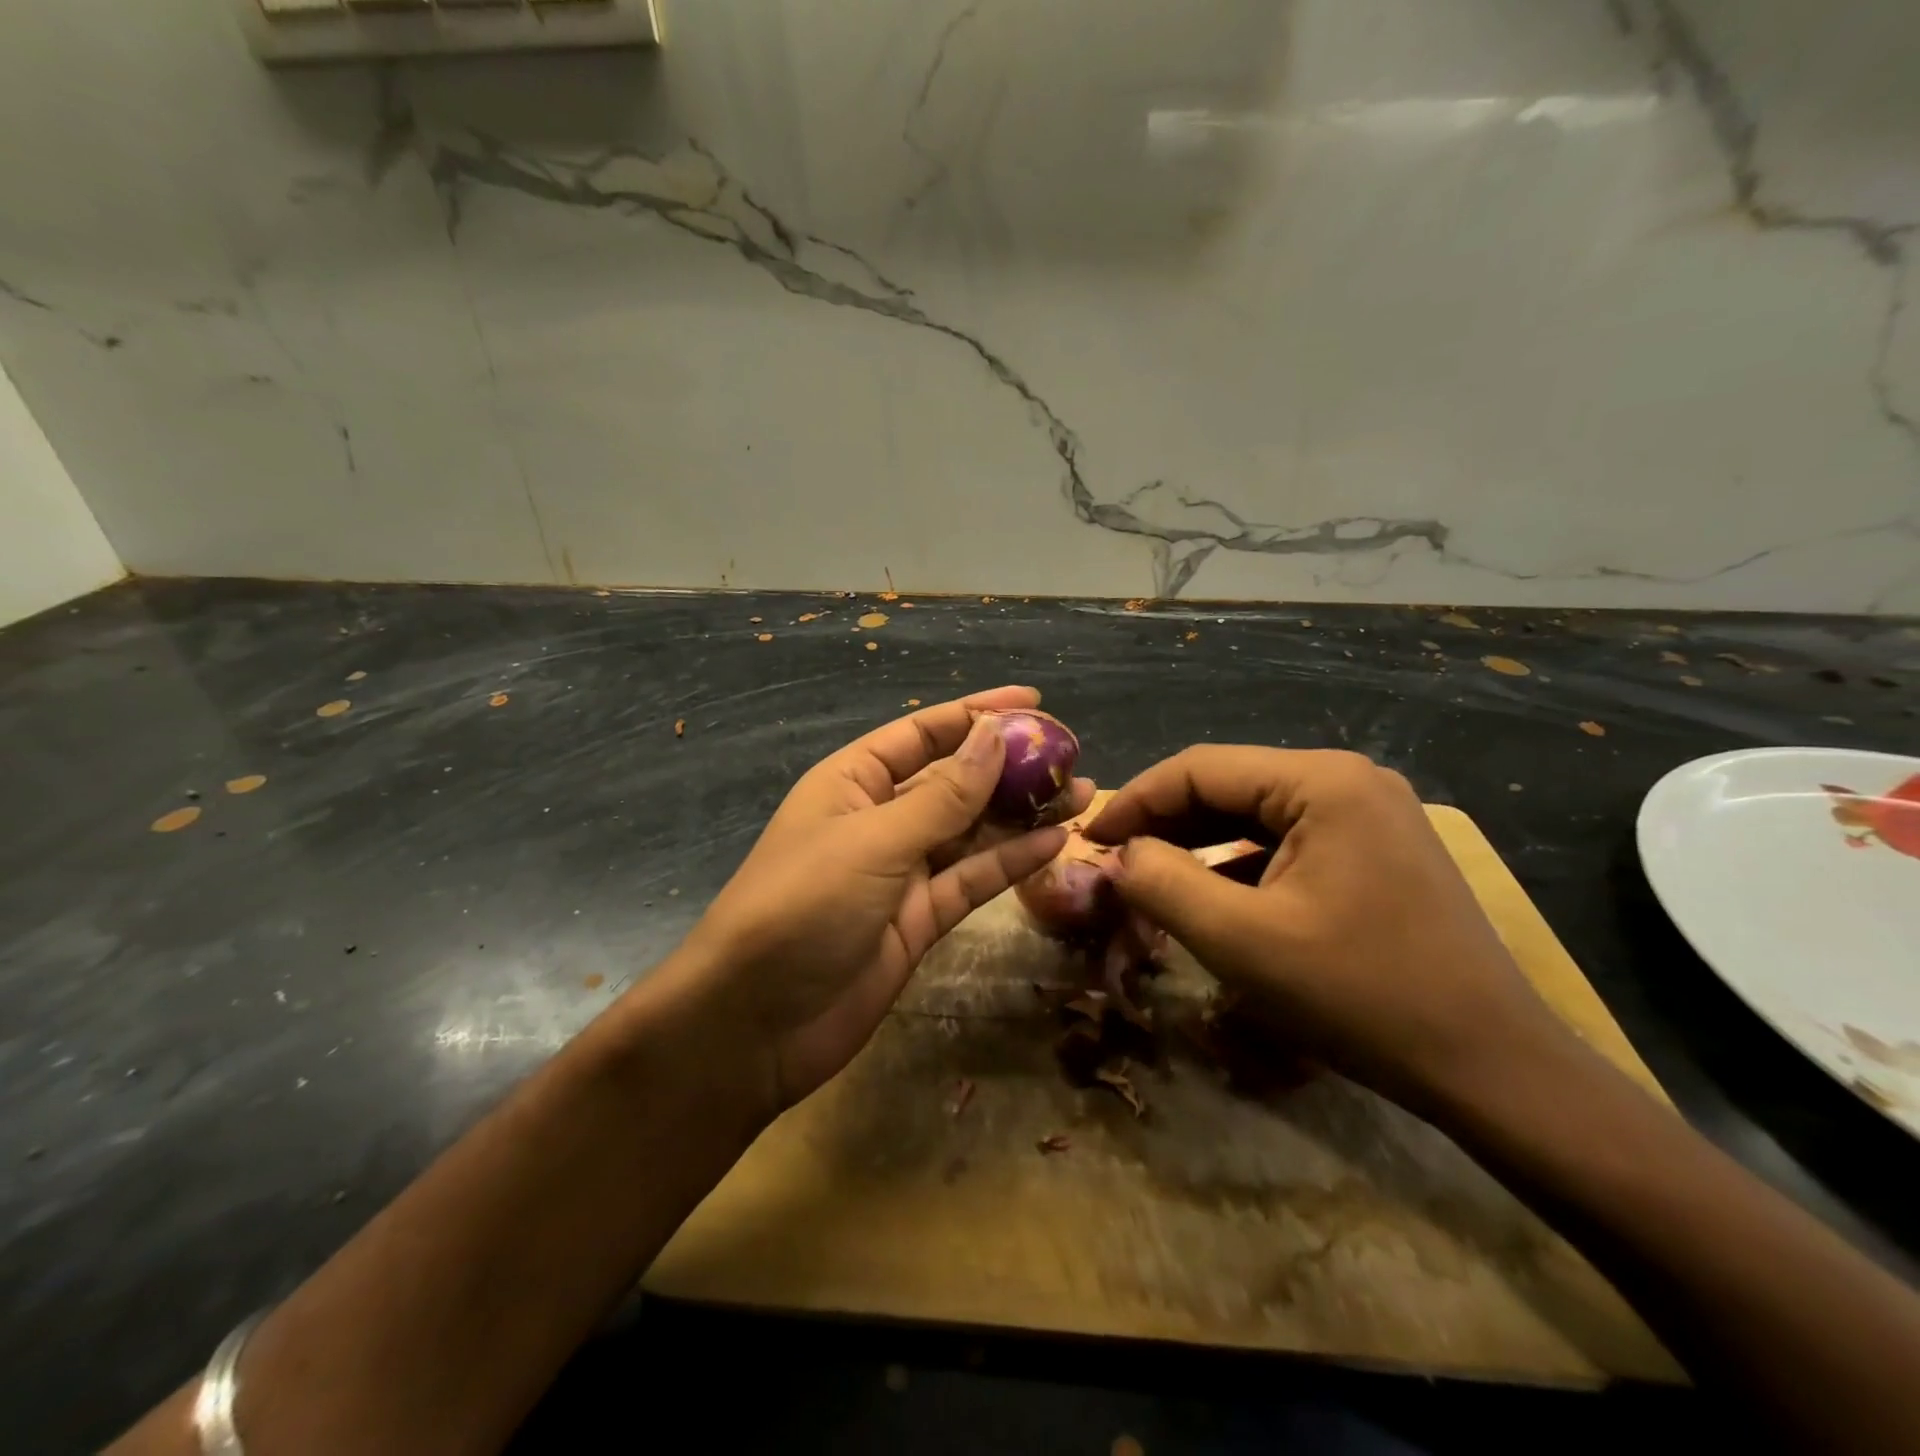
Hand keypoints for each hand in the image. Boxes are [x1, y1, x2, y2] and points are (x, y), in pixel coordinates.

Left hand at [673, 687, 1092, 1120]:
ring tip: (1081, 795)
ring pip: (972, 831)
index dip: (977, 714)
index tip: (1034, 700)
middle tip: (1071, 755)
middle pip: (954, 781)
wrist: (756, 1022)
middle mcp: (880, 819)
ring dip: (1022, 814)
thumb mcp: (874, 840)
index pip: (923, 733)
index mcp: (853, 782)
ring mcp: (901, 872)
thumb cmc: (803, 906)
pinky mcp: (920, 919)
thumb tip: (995, 736)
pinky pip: (973, 879)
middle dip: (1010, 766)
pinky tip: (1055, 842)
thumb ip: (943, 795)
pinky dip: (1012, 861)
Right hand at [1083, 747, 1570, 1112]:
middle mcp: (1349, 780)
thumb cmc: (1361, 996)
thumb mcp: (1241, 942)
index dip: (1135, 800)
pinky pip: (1287, 842)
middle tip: (1115, 863)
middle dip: (1165, 824)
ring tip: (1151, 879)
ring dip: (1199, 844)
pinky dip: (1239, 864)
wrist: (1493, 1068)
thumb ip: (1163, 884)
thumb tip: (1119, 855)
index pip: (1200, 767)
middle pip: (1229, 786)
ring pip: (1255, 816)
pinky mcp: (1376, 850)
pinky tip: (1212, 896)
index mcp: (1322, 781)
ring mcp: (1369, 814)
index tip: (1090, 840)